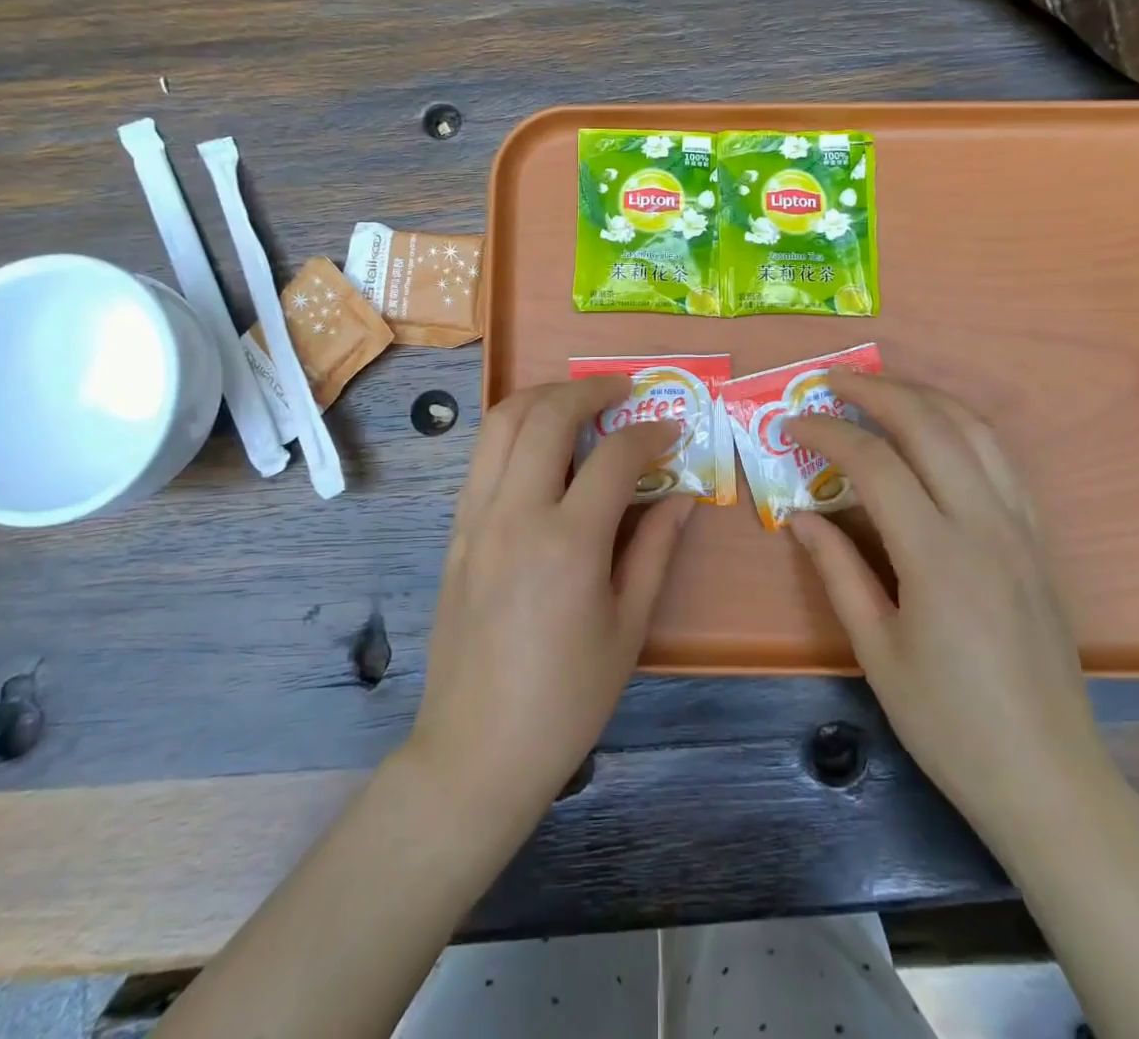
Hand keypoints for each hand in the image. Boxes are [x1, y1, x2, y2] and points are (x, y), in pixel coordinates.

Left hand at [409, 377, 692, 837]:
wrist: (476, 749)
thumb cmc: (566, 698)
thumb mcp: (628, 628)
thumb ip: (655, 550)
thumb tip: (683, 497)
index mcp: (568, 543)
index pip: (614, 457)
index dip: (649, 434)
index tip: (671, 431)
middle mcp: (514, 514)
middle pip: (546, 416)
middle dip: (589, 389)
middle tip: (622, 389)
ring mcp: (475, 518)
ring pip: (500, 423)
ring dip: (542, 397)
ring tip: (577, 399)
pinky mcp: (454, 531)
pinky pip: (482, 457)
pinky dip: (513, 431)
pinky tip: (540, 446)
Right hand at [788, 374, 1108, 844]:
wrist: (1049, 777)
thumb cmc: (950, 723)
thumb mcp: (876, 651)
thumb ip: (836, 571)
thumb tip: (800, 517)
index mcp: (937, 555)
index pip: (876, 464)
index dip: (829, 433)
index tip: (794, 424)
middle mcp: (985, 524)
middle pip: (931, 425)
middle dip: (877, 391)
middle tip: (832, 381)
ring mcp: (1022, 527)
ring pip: (976, 430)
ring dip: (924, 397)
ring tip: (881, 389)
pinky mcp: (1040, 540)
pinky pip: (1002, 459)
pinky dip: (963, 426)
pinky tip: (937, 431)